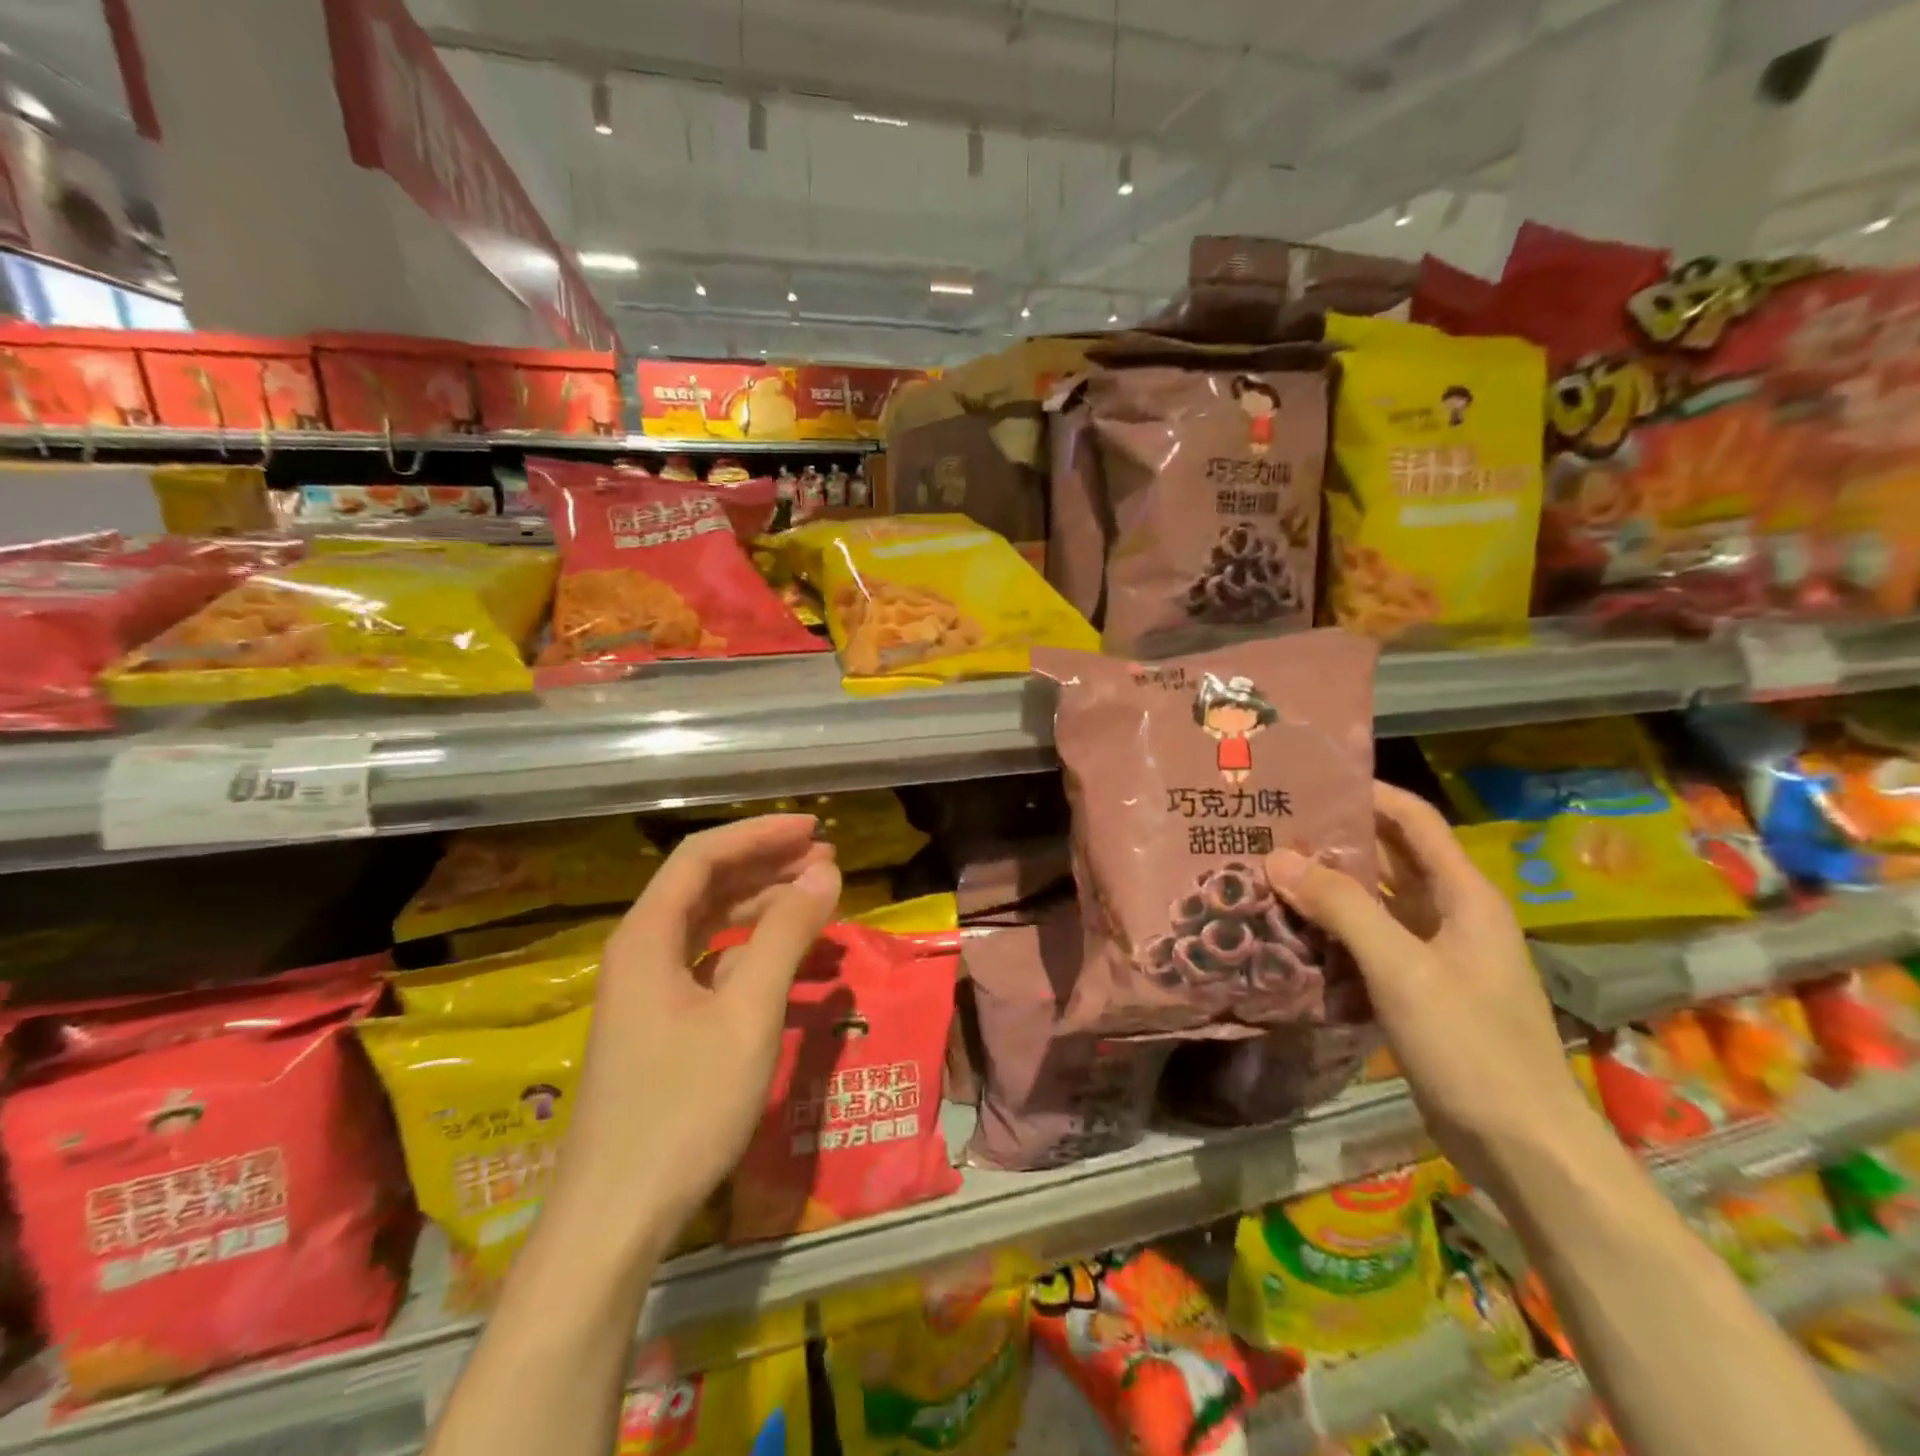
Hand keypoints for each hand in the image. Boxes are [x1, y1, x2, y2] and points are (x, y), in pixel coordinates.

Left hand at [553, 815, 840, 1247]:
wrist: (615, 1218)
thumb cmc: (683, 1108)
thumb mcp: (747, 1014)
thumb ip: (786, 934)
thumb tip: (826, 870)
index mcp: (647, 936)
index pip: (703, 856)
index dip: (759, 834)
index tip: (814, 829)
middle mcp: (639, 952)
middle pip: (704, 884)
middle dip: (766, 865)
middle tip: (826, 860)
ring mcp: (646, 990)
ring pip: (708, 924)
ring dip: (761, 905)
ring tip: (816, 900)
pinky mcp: (657, 1024)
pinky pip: (709, 963)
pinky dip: (750, 949)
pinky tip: (785, 959)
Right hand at [1264, 783, 1599, 1191]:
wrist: (1522, 1148)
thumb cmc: (1472, 1046)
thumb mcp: (1403, 969)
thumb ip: (1342, 909)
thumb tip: (1278, 857)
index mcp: (1464, 896)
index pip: (1414, 821)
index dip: (1369, 793)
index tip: (1309, 781)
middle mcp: (1451, 915)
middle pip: (1389, 858)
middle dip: (1334, 840)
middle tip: (1269, 827)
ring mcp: (1435, 955)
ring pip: (1375, 902)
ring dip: (1327, 887)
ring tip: (1266, 871)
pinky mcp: (1417, 990)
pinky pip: (1368, 942)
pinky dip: (1332, 930)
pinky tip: (1289, 930)